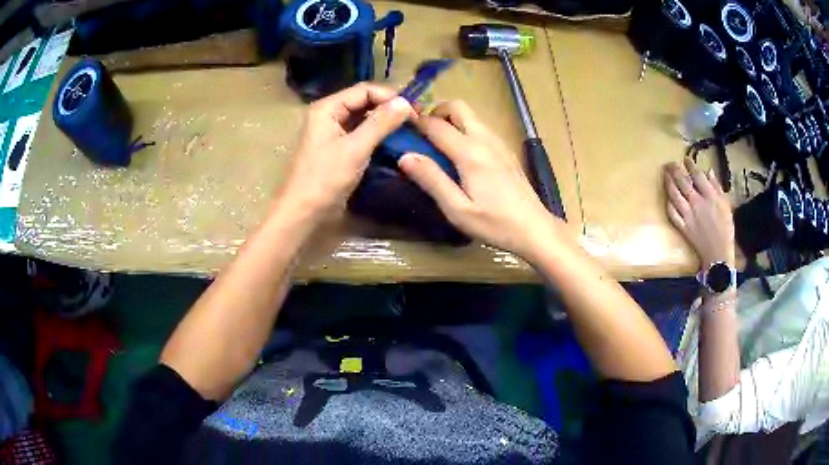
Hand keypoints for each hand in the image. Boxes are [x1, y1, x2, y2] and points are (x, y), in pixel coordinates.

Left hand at [276, 83, 414, 222]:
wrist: (303, 212)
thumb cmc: (324, 179)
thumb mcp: (355, 148)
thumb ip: (380, 123)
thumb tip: (406, 102)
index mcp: (327, 108)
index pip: (364, 90)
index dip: (390, 97)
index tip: (415, 110)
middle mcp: (328, 114)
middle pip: (363, 102)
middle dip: (389, 108)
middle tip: (416, 119)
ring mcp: (331, 132)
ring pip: (363, 118)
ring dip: (384, 121)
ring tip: (409, 128)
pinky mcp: (337, 148)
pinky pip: (359, 133)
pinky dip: (376, 134)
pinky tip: (393, 141)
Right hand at [398, 100, 561, 259]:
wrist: (534, 228)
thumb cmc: (494, 223)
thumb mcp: (457, 209)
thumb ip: (431, 180)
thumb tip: (405, 157)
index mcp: (470, 152)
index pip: (436, 124)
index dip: (416, 124)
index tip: (401, 132)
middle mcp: (485, 139)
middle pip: (457, 106)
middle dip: (435, 113)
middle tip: (424, 136)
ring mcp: (498, 142)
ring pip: (470, 115)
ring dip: (451, 120)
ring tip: (439, 146)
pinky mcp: (506, 149)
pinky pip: (480, 127)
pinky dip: (465, 129)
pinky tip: (461, 156)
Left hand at [664, 158, 734, 268]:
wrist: (718, 255)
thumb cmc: (726, 230)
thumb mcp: (726, 205)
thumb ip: (717, 187)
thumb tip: (708, 171)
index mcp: (710, 197)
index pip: (697, 176)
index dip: (690, 165)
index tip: (685, 159)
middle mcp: (697, 204)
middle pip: (683, 183)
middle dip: (675, 170)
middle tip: (670, 163)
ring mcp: (688, 216)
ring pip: (675, 195)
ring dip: (668, 182)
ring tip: (665, 174)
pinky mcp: (682, 227)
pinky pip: (672, 212)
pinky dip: (668, 202)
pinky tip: (667, 196)